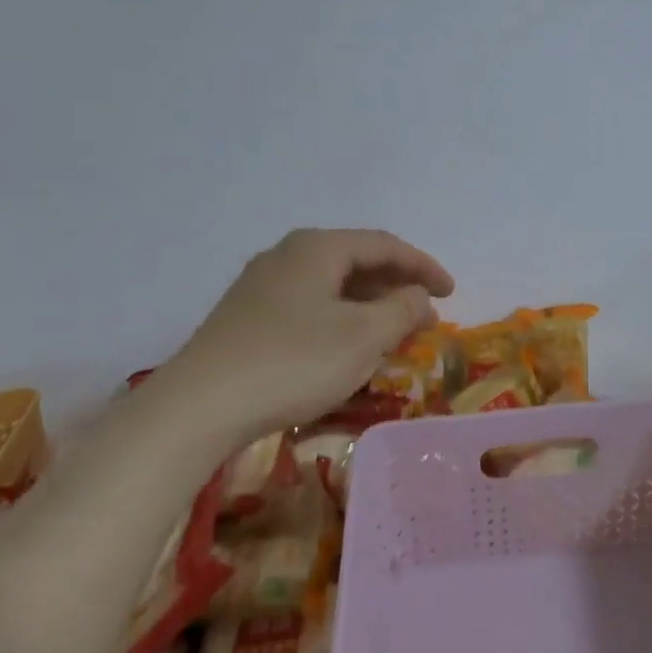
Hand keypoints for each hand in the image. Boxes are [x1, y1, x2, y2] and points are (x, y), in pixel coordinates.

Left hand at [151, 229, 453, 444]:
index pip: (384, 245)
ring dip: (370, 307)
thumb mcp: (363, 337)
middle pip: (356, 262)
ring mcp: (261, 286)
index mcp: (317, 248)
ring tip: (394, 336)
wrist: (199, 407)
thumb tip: (418, 297)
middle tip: (426, 318)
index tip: (452, 293)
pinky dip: (341, 321)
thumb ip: (402, 310)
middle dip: (397, 288)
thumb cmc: (294, 362)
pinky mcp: (246, 318)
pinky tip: (347, 349)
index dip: (424, 267)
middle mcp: (287, 256)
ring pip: (331, 287)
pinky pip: (309, 307)